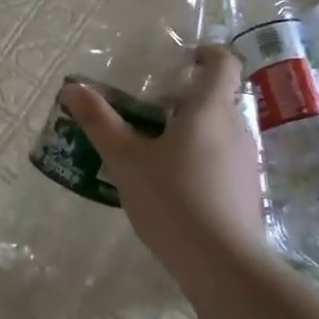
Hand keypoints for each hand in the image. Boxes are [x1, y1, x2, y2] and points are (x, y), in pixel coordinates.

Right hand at [58, 46, 266, 258]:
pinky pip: (223, 161)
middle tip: (148, 113)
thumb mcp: (126, 159)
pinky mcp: (247, 192)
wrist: (222, 265)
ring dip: (191, 132)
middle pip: (217, 99)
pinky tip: (173, 188)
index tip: (180, 61)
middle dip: (185, 99)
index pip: (223, 62)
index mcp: (210, 109)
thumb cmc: (172, 200)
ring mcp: (247, 162)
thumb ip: (99, 121)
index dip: (205, 54)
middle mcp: (236, 128)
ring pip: (219, 132)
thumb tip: (71, 88)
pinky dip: (200, 161)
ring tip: (154, 153)